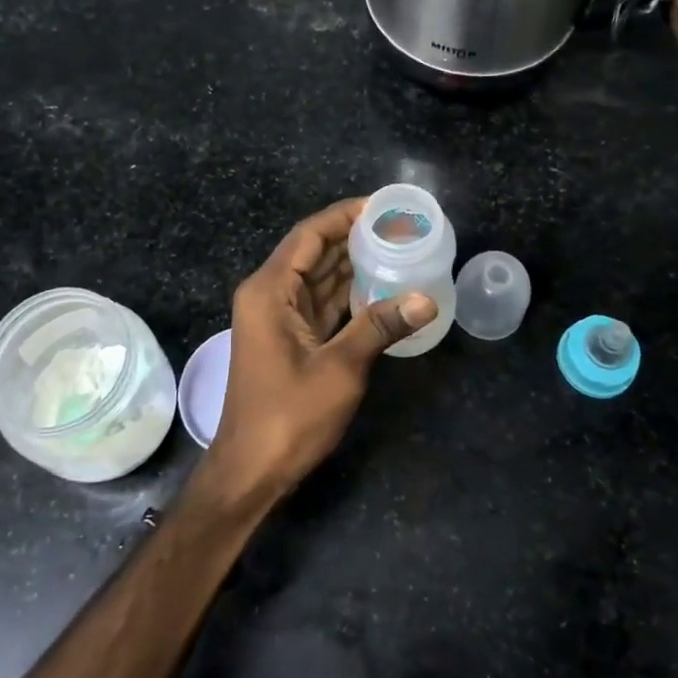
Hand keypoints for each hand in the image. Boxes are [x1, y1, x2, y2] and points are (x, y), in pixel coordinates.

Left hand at [194, 198, 436, 510]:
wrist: (250, 470)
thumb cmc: (288, 416)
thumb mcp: (340, 368)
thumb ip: (380, 326)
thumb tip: (426, 299)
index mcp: (270, 290)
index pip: (309, 235)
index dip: (344, 215)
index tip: (382, 206)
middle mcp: (269, 294)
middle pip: (313, 252)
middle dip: (353, 237)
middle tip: (399, 227)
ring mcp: (276, 317)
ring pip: (318, 278)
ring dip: (352, 264)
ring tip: (397, 248)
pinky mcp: (288, 338)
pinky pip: (320, 303)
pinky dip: (347, 294)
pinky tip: (380, 286)